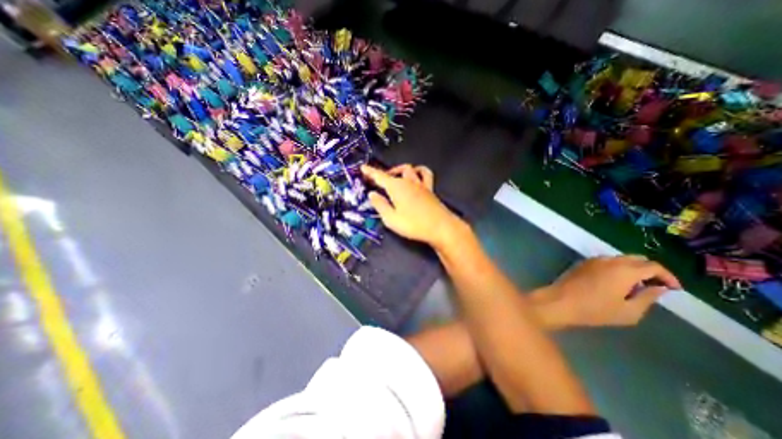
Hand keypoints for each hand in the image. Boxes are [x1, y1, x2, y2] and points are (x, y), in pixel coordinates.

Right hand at [358, 163, 462, 249]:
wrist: (440, 227)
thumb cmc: (413, 224)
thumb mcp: (391, 219)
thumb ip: (380, 205)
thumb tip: (372, 194)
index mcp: (396, 187)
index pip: (380, 176)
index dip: (370, 172)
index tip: (363, 167)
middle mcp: (408, 181)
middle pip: (394, 172)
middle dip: (384, 173)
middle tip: (377, 180)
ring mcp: (420, 184)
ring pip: (409, 169)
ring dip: (399, 170)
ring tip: (394, 176)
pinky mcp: (430, 189)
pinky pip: (425, 174)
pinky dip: (419, 171)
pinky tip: (416, 175)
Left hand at [534, 255, 682, 327]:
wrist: (560, 301)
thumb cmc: (595, 310)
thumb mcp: (629, 311)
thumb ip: (648, 297)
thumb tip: (658, 287)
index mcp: (624, 270)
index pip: (654, 266)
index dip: (668, 276)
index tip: (674, 289)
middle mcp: (609, 260)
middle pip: (637, 259)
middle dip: (650, 270)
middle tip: (655, 287)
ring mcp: (593, 260)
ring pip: (620, 259)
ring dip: (632, 268)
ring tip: (635, 287)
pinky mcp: (582, 263)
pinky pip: (605, 261)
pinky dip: (616, 268)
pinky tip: (615, 282)